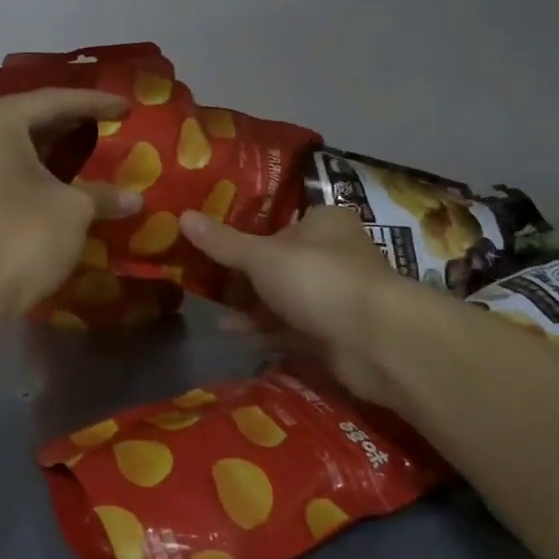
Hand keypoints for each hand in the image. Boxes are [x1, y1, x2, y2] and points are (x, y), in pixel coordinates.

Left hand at [0, 90, 141, 313]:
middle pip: (28, 116)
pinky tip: (58, 171)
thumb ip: (104, 194)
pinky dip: (27, 162)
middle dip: (71, 121)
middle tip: (110, 123)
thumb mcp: (73, 211)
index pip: (54, 101)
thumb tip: (135, 199)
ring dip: (49, 144)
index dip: (95, 104)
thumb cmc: (22, 239)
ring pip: (10, 139)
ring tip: (90, 143)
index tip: (127, 106)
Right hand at [179, 206, 401, 407]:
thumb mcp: (262, 256)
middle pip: (279, 261)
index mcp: (324, 222)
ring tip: (213, 312)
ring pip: (285, 297)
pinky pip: (292, 329)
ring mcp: (335, 296)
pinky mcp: (334, 333)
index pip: (280, 221)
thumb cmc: (318, 279)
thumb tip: (182, 216)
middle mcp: (333, 254)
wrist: (376, 342)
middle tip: (206, 280)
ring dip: (252, 306)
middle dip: (244, 275)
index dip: (246, 232)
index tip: (212, 243)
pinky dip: (266, 331)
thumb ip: (223, 242)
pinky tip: (235, 336)